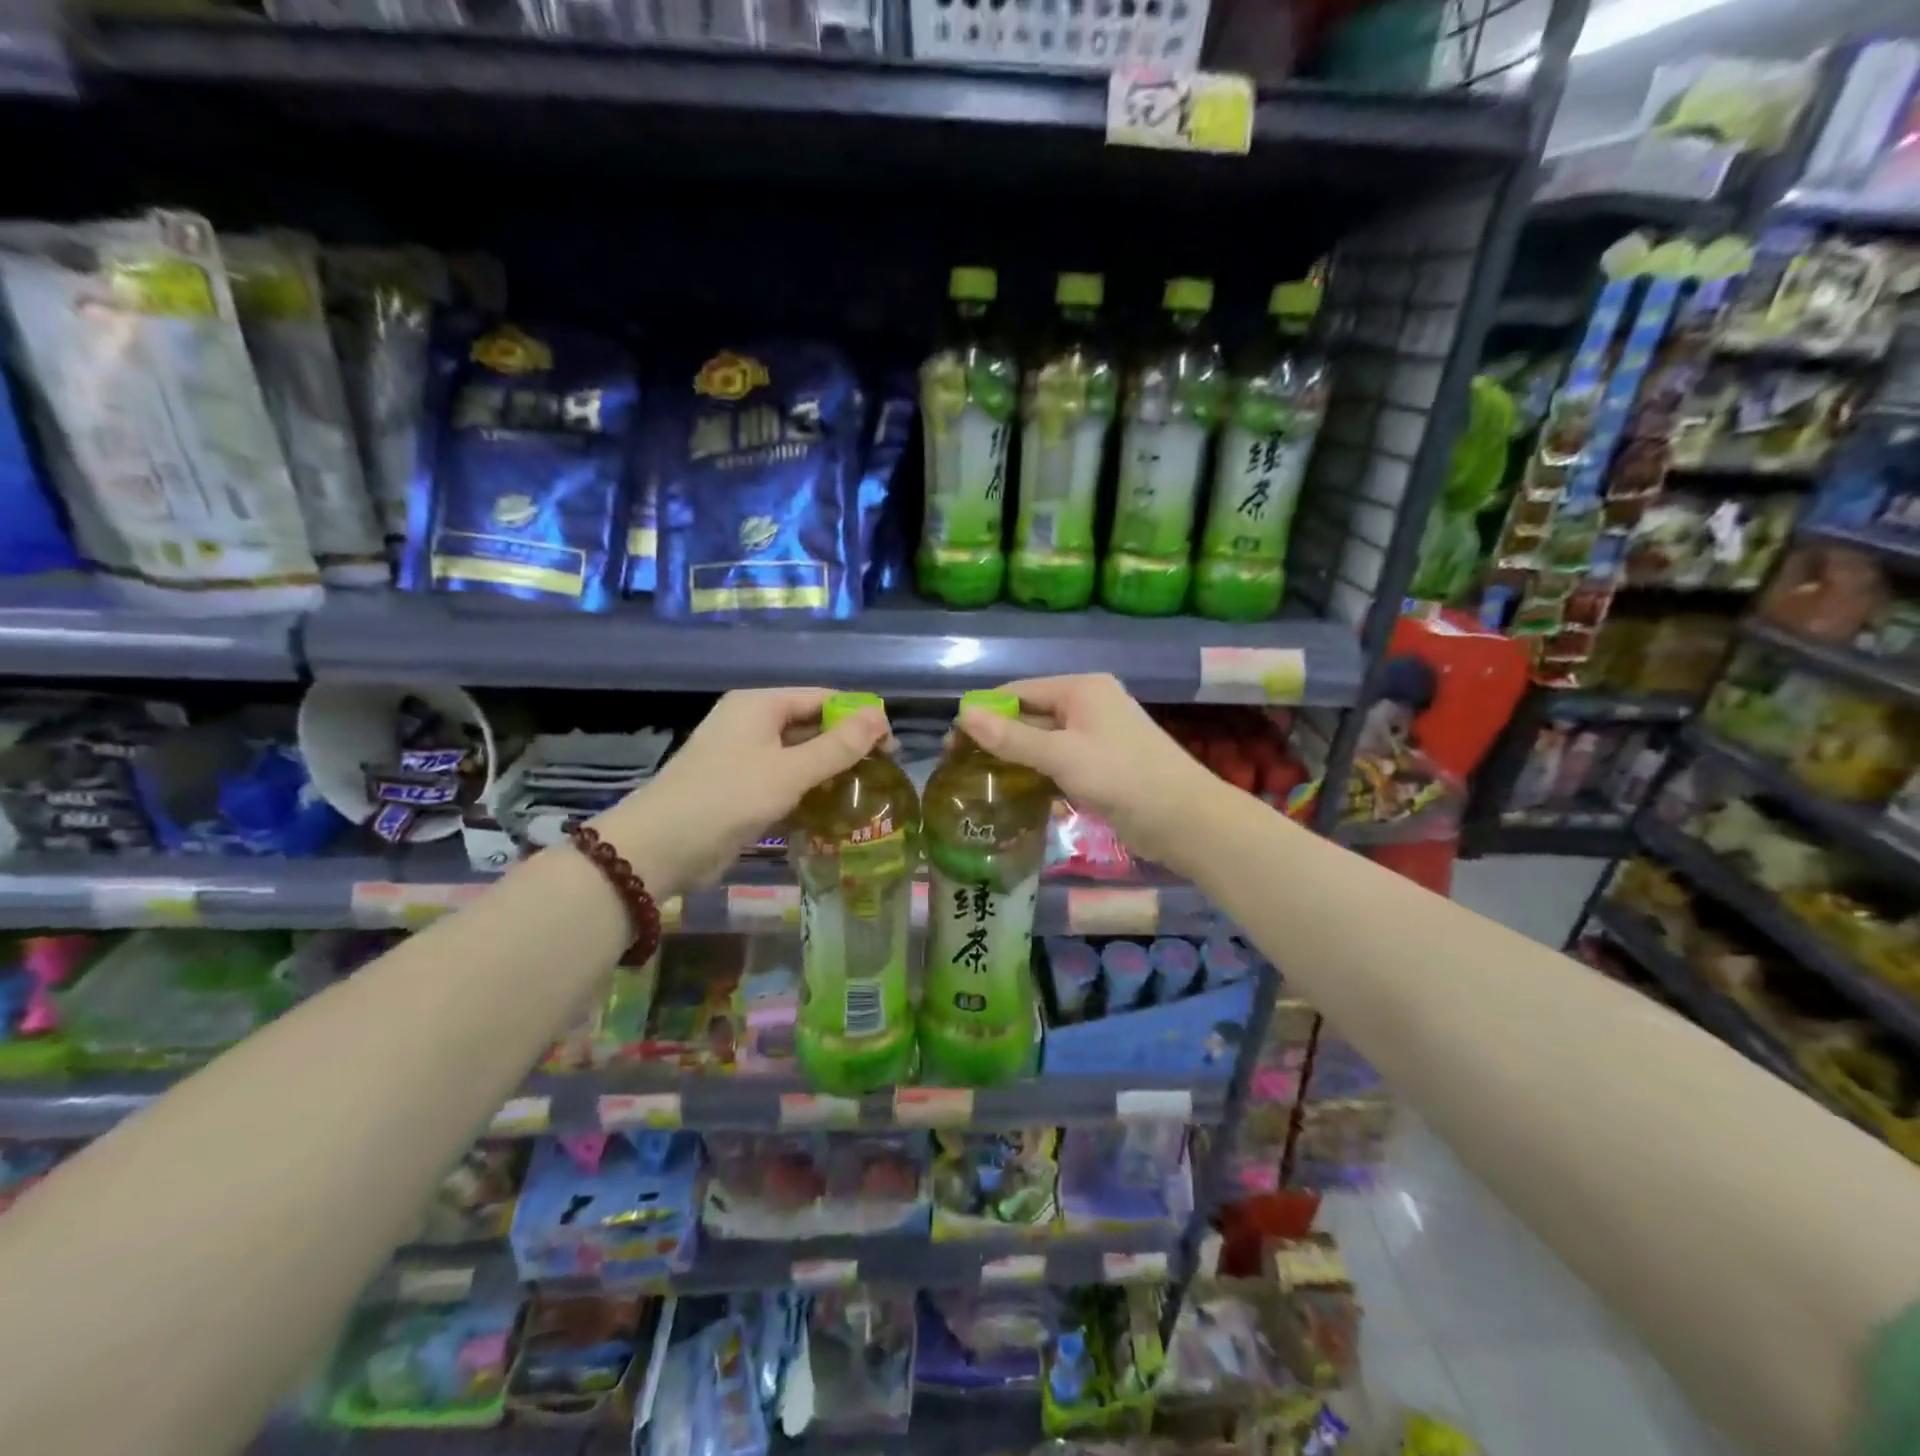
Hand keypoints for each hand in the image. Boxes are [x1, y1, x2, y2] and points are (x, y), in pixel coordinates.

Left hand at [594, 688, 887, 895]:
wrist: (661, 847)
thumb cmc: (728, 797)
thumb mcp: (790, 771)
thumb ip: (838, 746)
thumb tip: (880, 716)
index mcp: (760, 705)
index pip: (822, 698)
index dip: (860, 716)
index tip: (892, 744)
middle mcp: (752, 724)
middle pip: (811, 725)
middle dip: (847, 746)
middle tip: (884, 771)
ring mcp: (744, 758)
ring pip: (799, 757)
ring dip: (829, 772)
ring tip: (867, 792)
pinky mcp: (741, 790)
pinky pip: (784, 782)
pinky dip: (808, 792)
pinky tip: (835, 810)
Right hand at [957, 674, 1226, 876]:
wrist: (1185, 819)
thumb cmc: (1123, 778)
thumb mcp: (1062, 755)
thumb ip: (1012, 737)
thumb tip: (963, 714)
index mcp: (1081, 689)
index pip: (1019, 692)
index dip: (984, 713)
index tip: (951, 742)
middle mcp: (1087, 705)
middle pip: (1030, 715)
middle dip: (996, 738)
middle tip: (959, 767)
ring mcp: (1095, 736)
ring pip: (1042, 741)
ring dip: (1014, 758)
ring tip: (978, 782)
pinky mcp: (1100, 765)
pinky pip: (1057, 761)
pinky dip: (1036, 773)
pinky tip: (1012, 792)